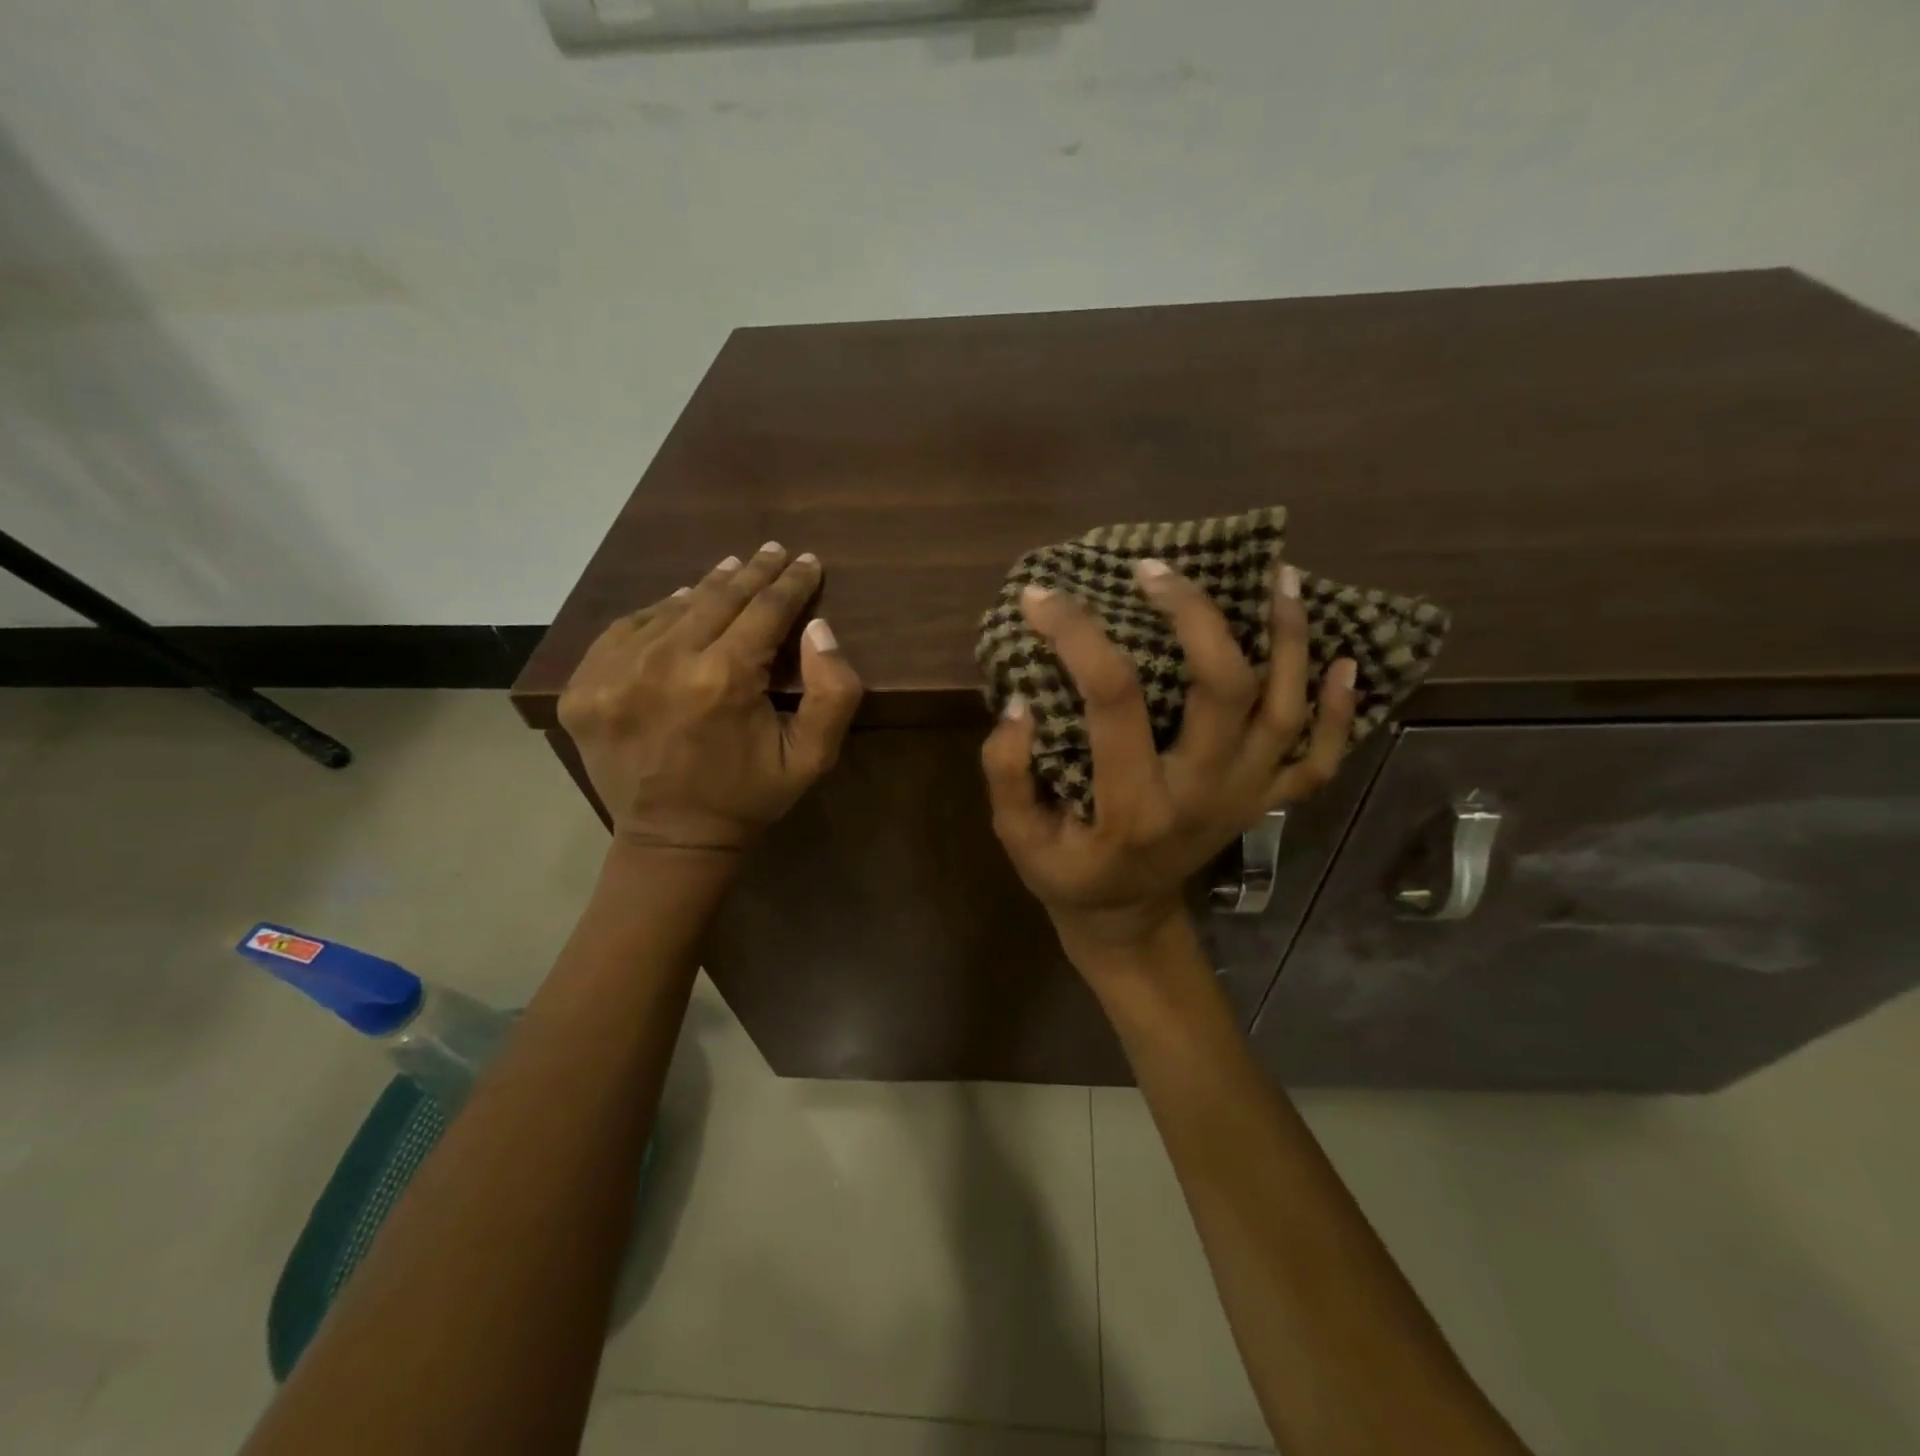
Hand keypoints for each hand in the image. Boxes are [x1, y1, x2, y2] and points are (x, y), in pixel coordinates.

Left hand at [558, 543, 862, 855]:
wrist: (672, 841)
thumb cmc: (749, 797)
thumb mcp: (813, 758)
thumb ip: (833, 693)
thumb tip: (818, 627)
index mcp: (722, 681)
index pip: (764, 610)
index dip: (791, 583)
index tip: (807, 561)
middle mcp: (662, 665)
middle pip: (716, 599)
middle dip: (751, 573)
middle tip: (772, 551)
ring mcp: (613, 674)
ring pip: (669, 609)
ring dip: (705, 588)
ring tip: (731, 570)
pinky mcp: (584, 688)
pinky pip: (624, 630)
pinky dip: (656, 614)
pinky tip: (677, 607)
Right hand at [982, 560, 1355, 975]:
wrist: (1125, 918)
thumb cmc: (1066, 873)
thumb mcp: (1017, 837)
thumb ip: (1008, 772)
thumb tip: (1020, 701)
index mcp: (1133, 806)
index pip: (1112, 699)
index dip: (1077, 636)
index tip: (1042, 597)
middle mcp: (1201, 794)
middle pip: (1222, 689)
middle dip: (1195, 615)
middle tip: (1158, 571)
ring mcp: (1244, 798)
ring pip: (1284, 711)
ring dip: (1288, 640)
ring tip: (1278, 577)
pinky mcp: (1263, 802)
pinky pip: (1320, 759)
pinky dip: (1340, 713)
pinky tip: (1344, 662)